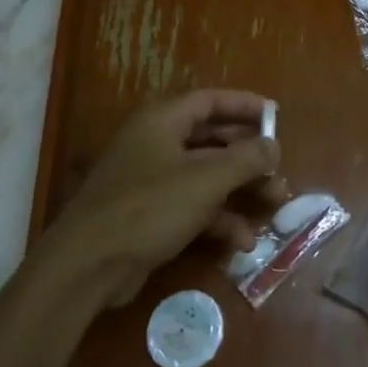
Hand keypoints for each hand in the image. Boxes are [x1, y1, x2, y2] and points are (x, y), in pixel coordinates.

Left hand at [42, 89, 283, 307]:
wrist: (89, 265)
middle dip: (249, 156)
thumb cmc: (150, 208)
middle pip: (211, 139)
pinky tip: (242, 242)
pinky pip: (192, 206)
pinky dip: (218, 219)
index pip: (210, 100)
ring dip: (239, 190)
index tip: (276, 117)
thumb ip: (245, 158)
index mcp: (163, 121)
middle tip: (279, 168)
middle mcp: (156, 143)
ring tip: (274, 206)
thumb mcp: (206, 180)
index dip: (245, 106)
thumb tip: (273, 146)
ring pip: (206, 176)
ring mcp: (151, 180)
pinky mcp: (149, 214)